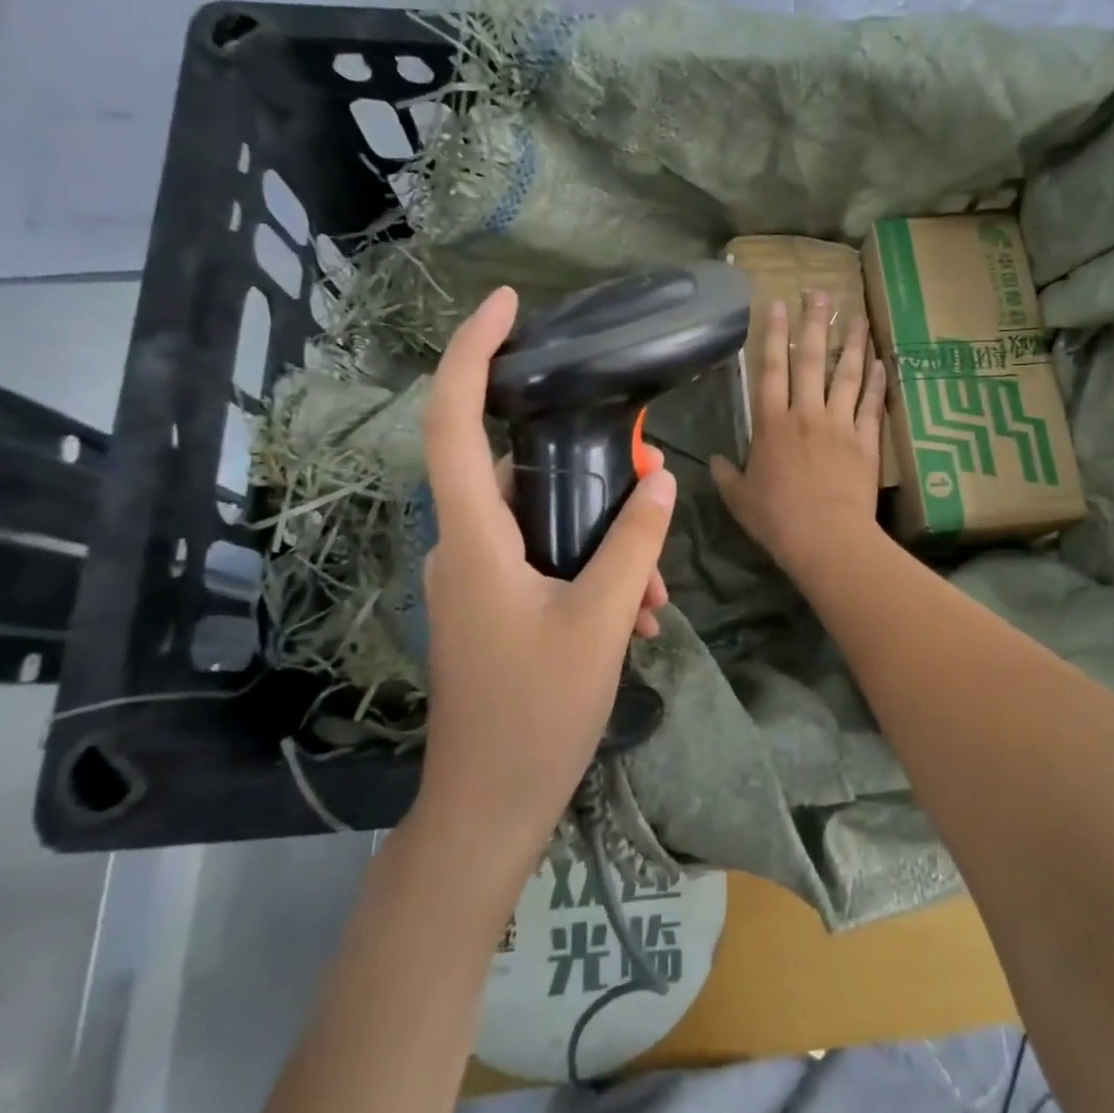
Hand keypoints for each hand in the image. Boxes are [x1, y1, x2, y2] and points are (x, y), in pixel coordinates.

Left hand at [416, 287, 677, 856]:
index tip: (507, 305)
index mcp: (473, 537)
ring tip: (654, 593)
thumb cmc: (537, 713)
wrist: (490, 807)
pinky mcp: (492, 605)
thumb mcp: (601, 622)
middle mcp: (463, 545)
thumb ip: (633, 545)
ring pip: (541, 523)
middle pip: (516, 469)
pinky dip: (590, 570)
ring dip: (601, 540)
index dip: (472, 352)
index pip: (453, 419)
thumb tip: (660, 480)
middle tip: (642, 477)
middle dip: (585, 470)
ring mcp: (474, 578)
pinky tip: (638, 617)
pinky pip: (543, 560)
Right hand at [711, 292, 886, 581]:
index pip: (770, 368)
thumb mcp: (740, 499)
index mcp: (771, 423)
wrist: (825, 537)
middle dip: (814, 322)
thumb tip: (714, 461)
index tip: (777, 304)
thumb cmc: (777, 519)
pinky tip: (881, 362)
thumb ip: (726, 475)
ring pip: (847, 374)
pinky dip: (877, 382)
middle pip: (811, 359)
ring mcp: (839, 424)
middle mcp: (806, 413)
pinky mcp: (866, 440)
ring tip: (858, 316)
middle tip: (821, 292)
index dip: (773, 334)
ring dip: (852, 343)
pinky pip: (872, 404)